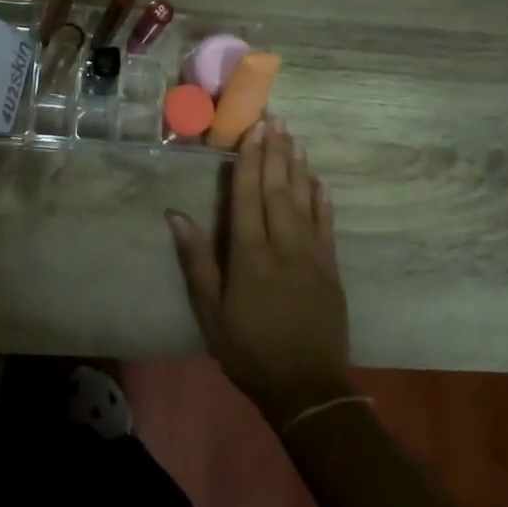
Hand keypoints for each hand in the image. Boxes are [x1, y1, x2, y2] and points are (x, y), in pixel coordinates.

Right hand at [167, 116, 351, 427]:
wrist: (307, 388)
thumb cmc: (248, 350)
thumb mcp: (210, 311)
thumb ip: (196, 261)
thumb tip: (176, 216)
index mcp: (250, 254)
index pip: (248, 196)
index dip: (249, 160)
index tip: (253, 129)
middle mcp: (284, 245)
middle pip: (278, 188)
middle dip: (275, 151)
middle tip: (275, 118)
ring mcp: (312, 255)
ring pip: (305, 200)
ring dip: (298, 166)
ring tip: (294, 136)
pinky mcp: (331, 268)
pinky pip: (326, 224)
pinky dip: (322, 199)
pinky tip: (319, 180)